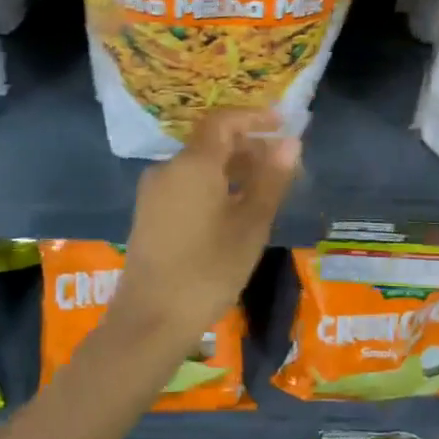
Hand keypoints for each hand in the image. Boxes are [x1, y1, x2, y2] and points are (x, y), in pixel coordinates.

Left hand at [112, 110, 300, 340]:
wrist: (150, 320)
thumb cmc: (208, 270)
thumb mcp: (251, 225)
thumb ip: (271, 180)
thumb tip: (290, 143)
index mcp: (193, 164)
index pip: (223, 121)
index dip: (254, 118)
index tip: (283, 124)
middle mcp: (168, 168)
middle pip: (211, 143)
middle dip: (248, 146)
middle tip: (281, 165)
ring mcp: (154, 192)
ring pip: (199, 165)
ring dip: (232, 168)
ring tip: (263, 190)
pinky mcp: (149, 214)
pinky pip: (186, 184)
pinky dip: (213, 185)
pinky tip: (233, 210)